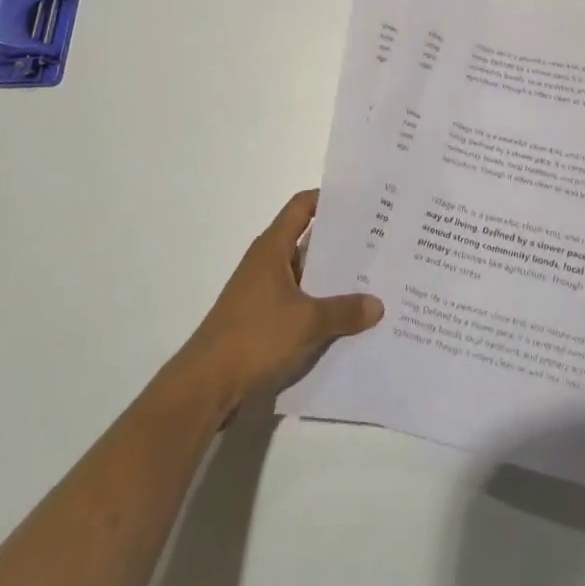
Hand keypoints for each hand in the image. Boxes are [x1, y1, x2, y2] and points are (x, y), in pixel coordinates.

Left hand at [179, 190, 382, 411]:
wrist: (205, 386)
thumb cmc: (255, 337)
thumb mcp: (307, 322)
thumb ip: (344, 311)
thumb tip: (378, 305)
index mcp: (273, 247)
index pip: (303, 206)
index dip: (330, 199)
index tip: (362, 202)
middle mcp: (267, 262)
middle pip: (308, 239)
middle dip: (341, 240)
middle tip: (379, 240)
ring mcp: (263, 292)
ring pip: (305, 273)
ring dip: (332, 276)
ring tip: (371, 278)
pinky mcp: (262, 319)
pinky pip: (299, 300)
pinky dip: (320, 303)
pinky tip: (346, 317)